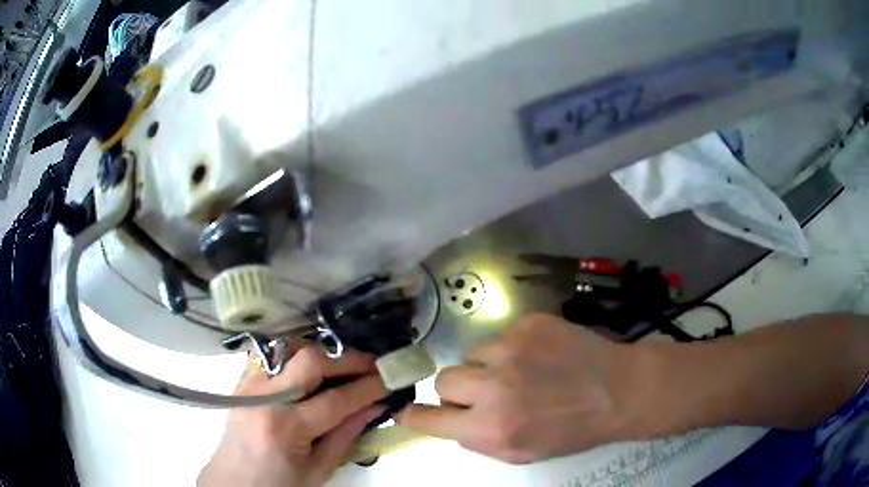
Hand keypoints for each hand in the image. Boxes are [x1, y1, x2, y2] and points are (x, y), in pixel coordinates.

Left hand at [198, 346, 387, 486]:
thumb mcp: (319, 470)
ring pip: (288, 348)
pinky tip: (311, 365)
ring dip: (321, 352)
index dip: (367, 388)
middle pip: (310, 361)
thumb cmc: (279, 484)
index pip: (335, 400)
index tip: (389, 380)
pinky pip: (271, 354)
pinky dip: (295, 354)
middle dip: (347, 359)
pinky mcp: (242, 380)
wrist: (234, 481)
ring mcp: (249, 384)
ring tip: (344, 364)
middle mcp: (264, 398)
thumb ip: (346, 436)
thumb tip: (374, 406)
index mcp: (285, 429)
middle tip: (372, 364)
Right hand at [396, 313, 635, 463]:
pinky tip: (540, 357)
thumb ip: (479, 439)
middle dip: (458, 389)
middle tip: (484, 392)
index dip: (414, 414)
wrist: (618, 390)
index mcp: (491, 427)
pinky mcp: (528, 323)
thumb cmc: (572, 430)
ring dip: (486, 367)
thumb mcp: (521, 453)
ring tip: (521, 373)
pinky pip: (500, 336)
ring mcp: (511, 348)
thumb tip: (452, 419)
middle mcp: (494, 387)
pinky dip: (512, 349)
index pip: (429, 417)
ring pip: (472, 354)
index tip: (407, 409)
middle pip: (444, 378)